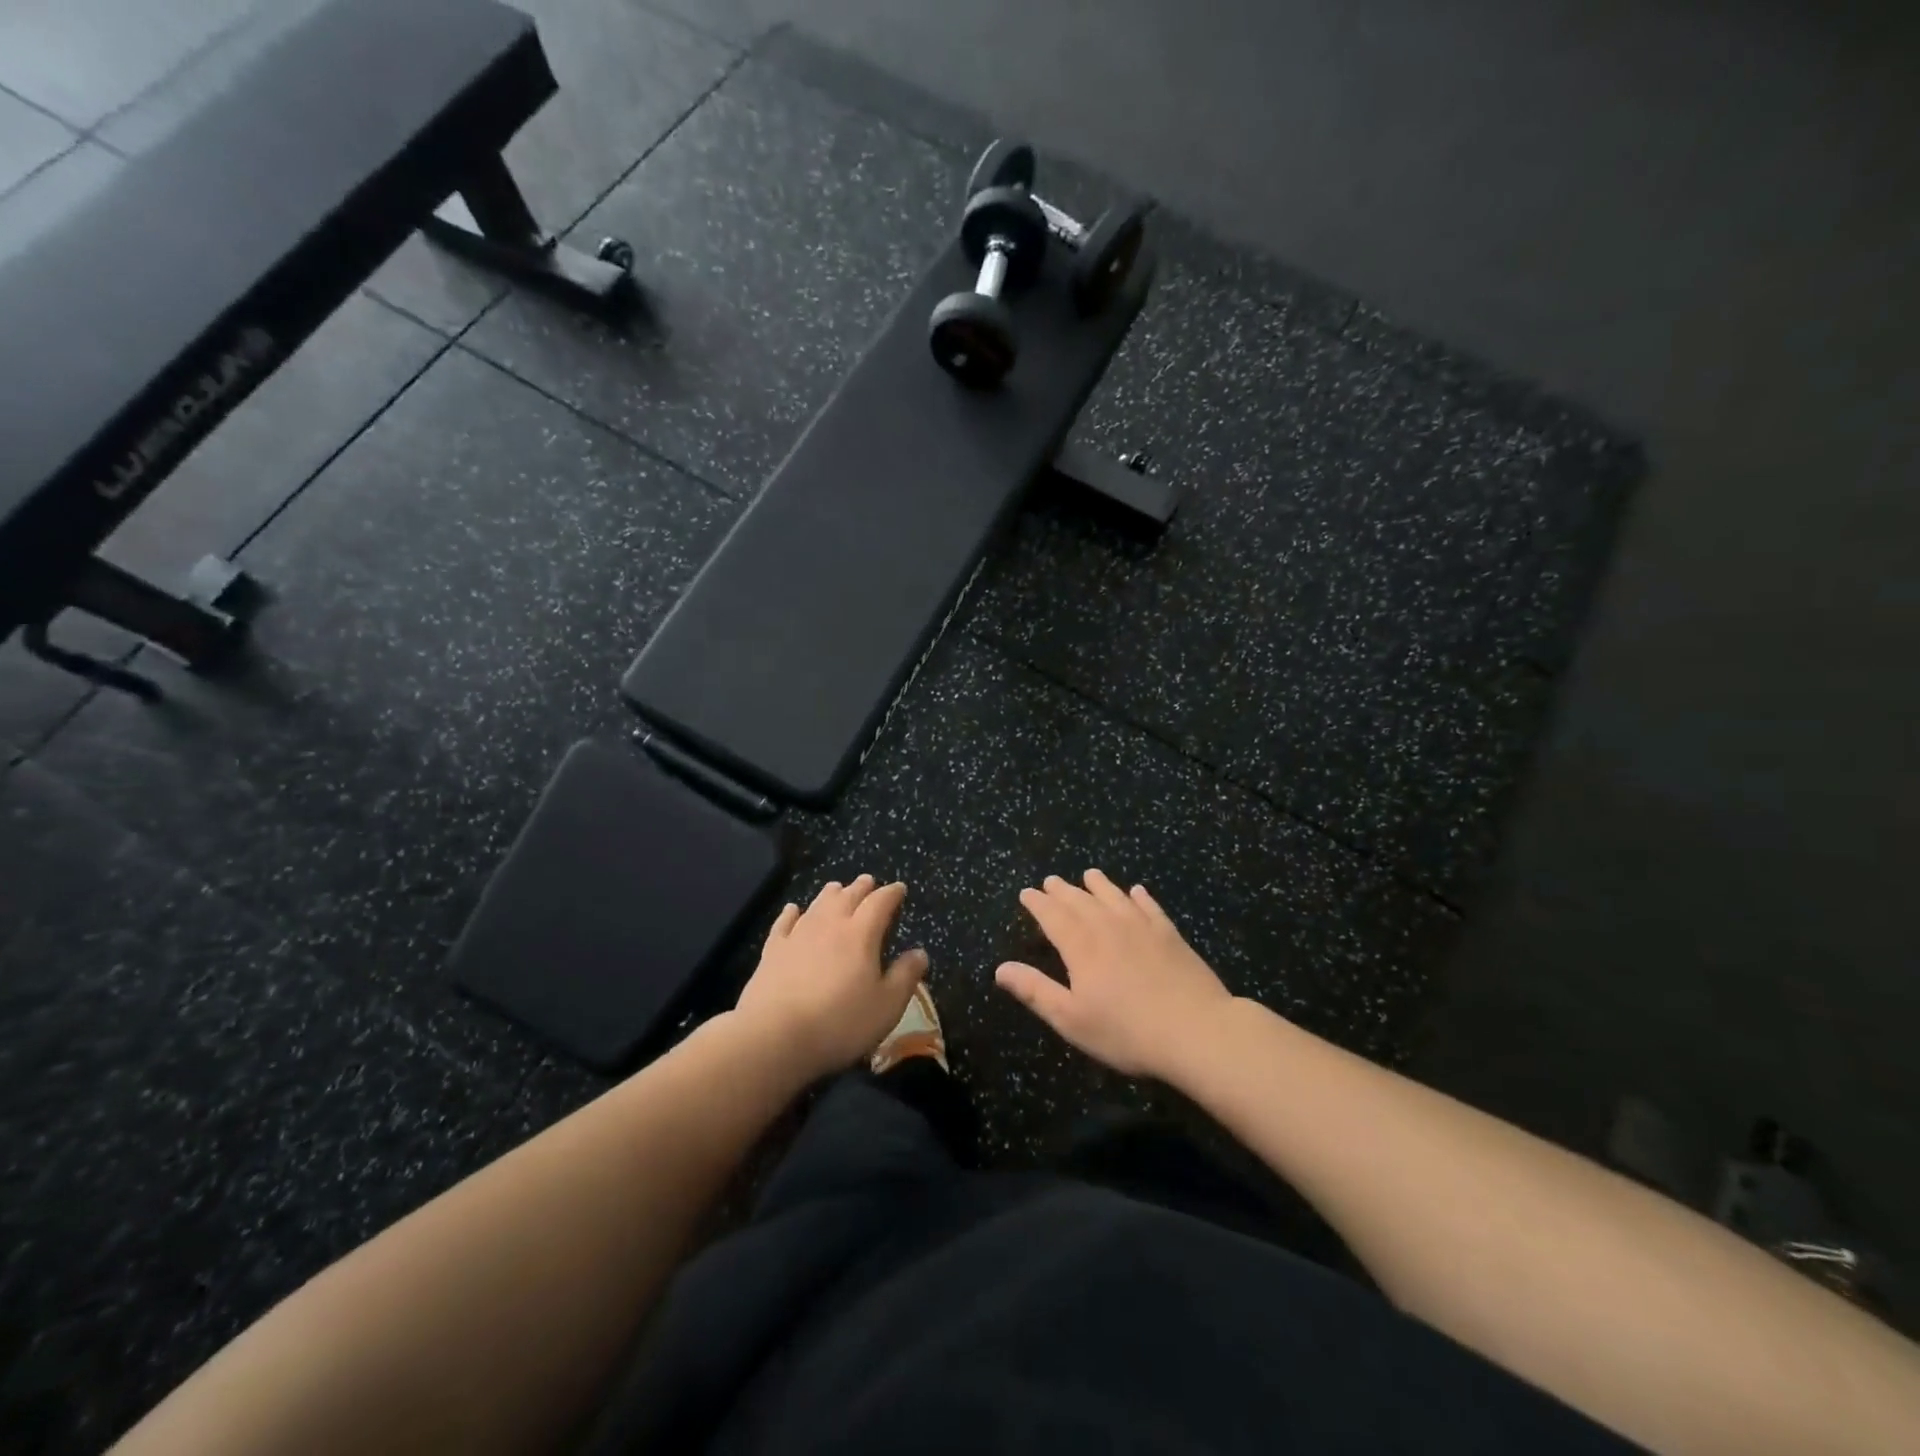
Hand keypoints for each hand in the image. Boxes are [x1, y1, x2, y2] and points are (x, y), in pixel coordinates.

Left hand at [734, 875, 928, 1080]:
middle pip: (848, 896)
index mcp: (861, 934)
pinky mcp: (773, 950)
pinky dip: (792, 913)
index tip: (900, 889)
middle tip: (869, 881)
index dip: (892, 893)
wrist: (774, 1035)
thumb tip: (920, 953)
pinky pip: (784, 923)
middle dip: (862, 887)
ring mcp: (798, 935)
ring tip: (837, 887)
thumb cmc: (839, 1022)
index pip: (880, 902)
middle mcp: (830, 925)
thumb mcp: (886, 1006)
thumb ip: (905, 976)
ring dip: (831, 894)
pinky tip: (793, 909)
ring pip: (818, 904)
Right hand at [996, 870, 1232, 1079]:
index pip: (1053, 916)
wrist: (1196, 1030)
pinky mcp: (1170, 935)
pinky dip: (1140, 897)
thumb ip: (1035, 990)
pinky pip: (1150, 907)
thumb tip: (1000, 969)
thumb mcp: (1071, 1018)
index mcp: (1081, 946)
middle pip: (1081, 901)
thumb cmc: (1126, 1031)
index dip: (1038, 904)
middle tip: (1051, 881)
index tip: (1027, 893)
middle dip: (1063, 891)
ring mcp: (1142, 927)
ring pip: (1114, 897)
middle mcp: (1108, 927)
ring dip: (1099, 885)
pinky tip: (1137, 891)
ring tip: (1090, 874)